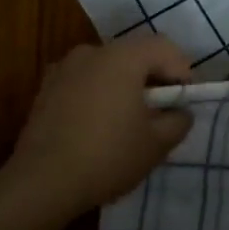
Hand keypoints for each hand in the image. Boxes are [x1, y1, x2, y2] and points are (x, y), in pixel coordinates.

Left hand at [6, 36, 193, 217]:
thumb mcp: (156, 144)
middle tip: (163, 109)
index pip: (164, 48)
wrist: (41, 182)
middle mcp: (92, 52)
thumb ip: (178, 121)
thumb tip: (180, 112)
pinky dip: (99, 94)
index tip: (187, 100)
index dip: (182, 71)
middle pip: (134, 54)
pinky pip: (84, 82)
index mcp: (123, 57)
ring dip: (124, 85)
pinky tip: (99, 125)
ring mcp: (64, 68)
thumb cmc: (107, 156)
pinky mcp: (46, 89)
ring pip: (107, 67)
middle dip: (154, 77)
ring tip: (130, 119)